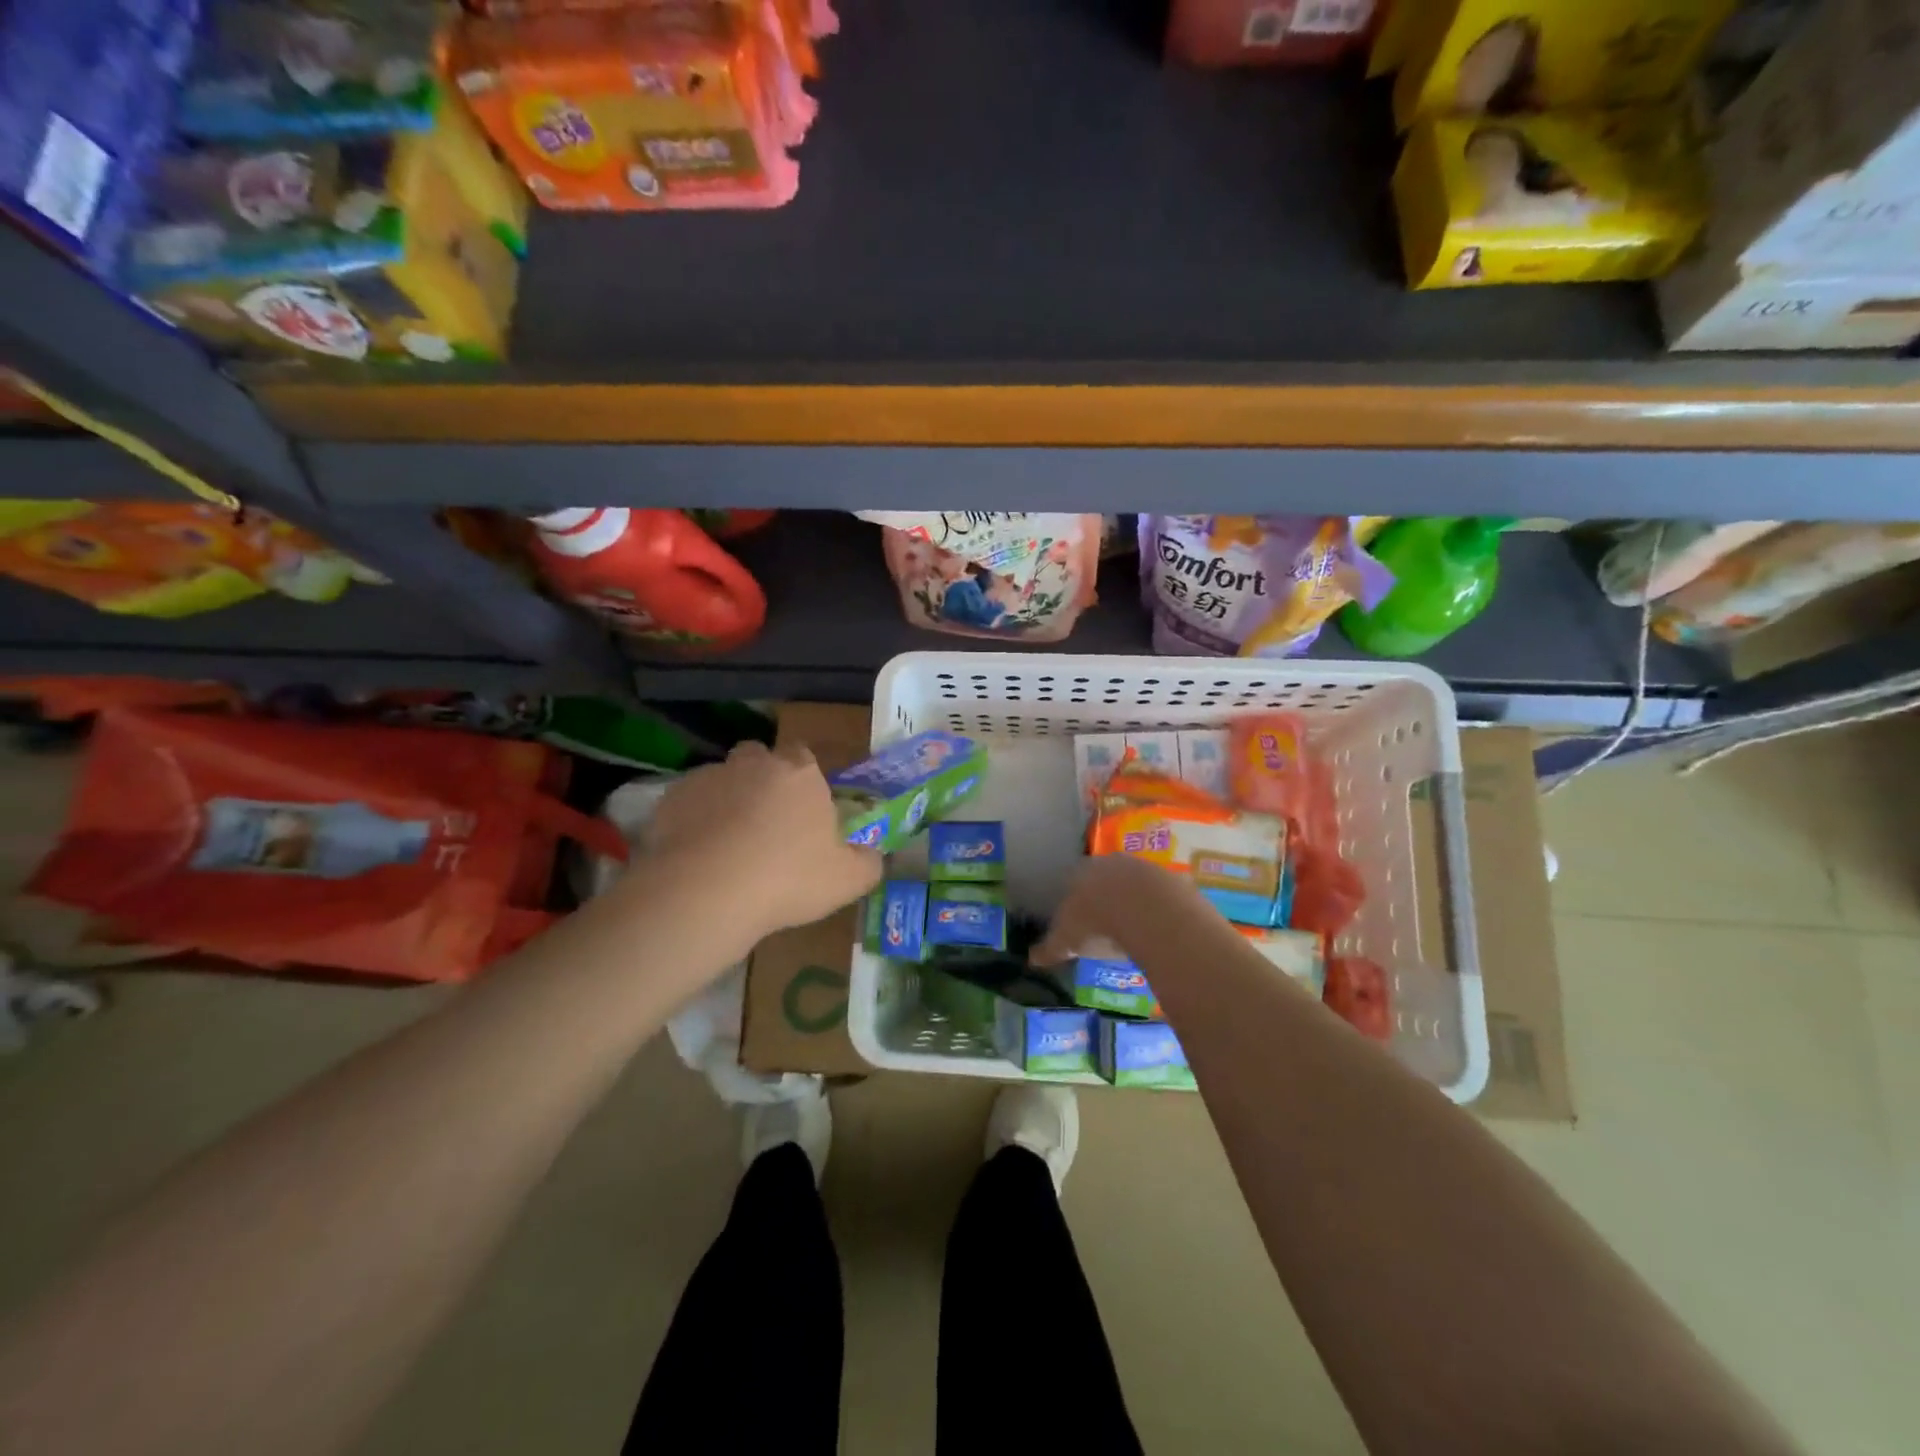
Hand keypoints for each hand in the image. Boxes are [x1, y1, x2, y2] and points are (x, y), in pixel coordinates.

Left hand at [643, 741, 882, 938]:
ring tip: (727, 845)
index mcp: (800, 774)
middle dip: (761, 780)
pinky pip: (688, 804)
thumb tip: (874, 855)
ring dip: (727, 800)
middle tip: (765, 824)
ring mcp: (709, 777)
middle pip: (758, 758)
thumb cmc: (787, 879)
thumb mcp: (848, 880)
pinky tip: (697, 855)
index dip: (803, 780)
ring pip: (722, 779)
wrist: (705, 893)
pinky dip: (694, 821)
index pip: (803, 755)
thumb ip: (868, 862)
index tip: (802, 810)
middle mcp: (754, 764)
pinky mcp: (671, 799)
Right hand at [1031, 854, 1207, 964]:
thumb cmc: (1096, 923)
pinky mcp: (1170, 878)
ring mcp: (1142, 867)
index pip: (1073, 880)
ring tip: (1134, 927)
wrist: (1145, 910)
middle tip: (1106, 922)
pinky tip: (1158, 928)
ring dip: (1133, 900)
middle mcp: (1110, 863)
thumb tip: (1031, 959)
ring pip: (1134, 882)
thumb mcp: (1067, 941)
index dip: (1075, 899)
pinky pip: (1161, 894)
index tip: (1079, 918)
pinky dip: (1158, 908)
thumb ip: (1050, 948)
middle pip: (1105, 878)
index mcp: (1080, 872)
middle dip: (1105, 896)